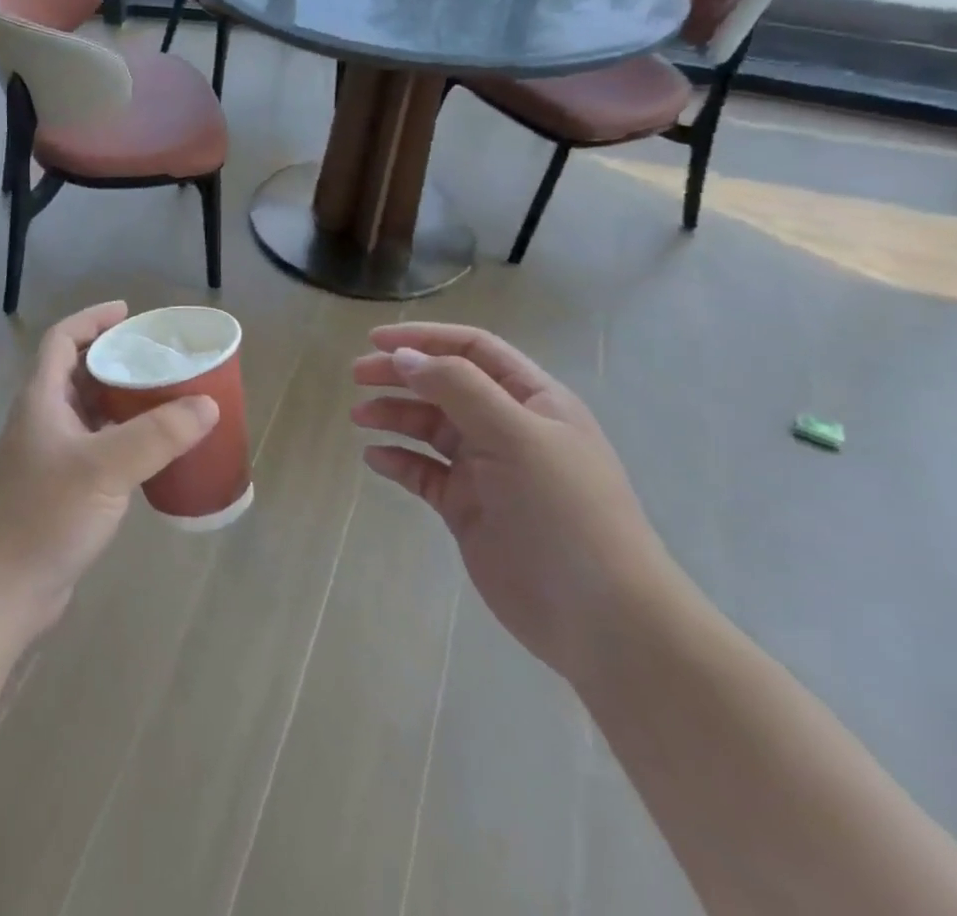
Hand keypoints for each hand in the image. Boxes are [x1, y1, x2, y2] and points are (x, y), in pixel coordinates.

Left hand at [0, 302, 218, 646]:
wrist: (2, 587)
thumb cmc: (45, 515)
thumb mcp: (105, 468)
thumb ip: (156, 435)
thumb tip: (206, 404)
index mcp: (41, 399)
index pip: (63, 340)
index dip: (93, 320)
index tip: (130, 313)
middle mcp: (41, 419)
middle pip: (77, 372)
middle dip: (114, 359)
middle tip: (158, 358)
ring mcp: (48, 455)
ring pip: (87, 411)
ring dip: (120, 399)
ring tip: (163, 397)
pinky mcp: (58, 487)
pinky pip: (94, 446)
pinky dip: (120, 438)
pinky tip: (150, 452)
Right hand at [354, 323, 680, 683]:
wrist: (600, 617)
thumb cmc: (563, 510)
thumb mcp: (514, 435)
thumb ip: (457, 388)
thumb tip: (403, 357)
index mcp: (533, 400)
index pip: (474, 349)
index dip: (425, 338)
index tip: (375, 340)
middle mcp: (509, 428)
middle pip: (445, 384)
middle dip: (400, 375)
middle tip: (356, 377)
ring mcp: (487, 470)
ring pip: (430, 427)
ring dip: (394, 416)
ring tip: (360, 419)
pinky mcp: (468, 507)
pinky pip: (424, 472)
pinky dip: (398, 460)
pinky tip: (375, 459)